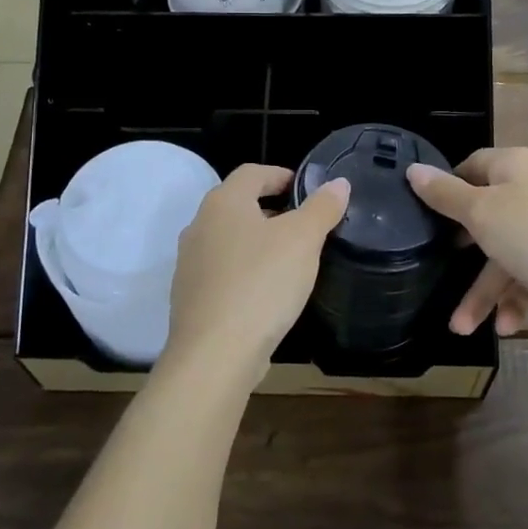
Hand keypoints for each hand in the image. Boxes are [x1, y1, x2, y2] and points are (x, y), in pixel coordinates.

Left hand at [160, 164, 350, 390]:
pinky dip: (245, 271)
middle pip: (238, 205)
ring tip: (289, 259)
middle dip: (271, 210)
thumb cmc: (261, 284)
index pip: (252, 173)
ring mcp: (189, 263)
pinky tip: (266, 293)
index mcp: (223, 203)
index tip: (307, 190)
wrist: (215, 355)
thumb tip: (338, 183)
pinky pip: (222, 271)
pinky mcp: (189, 297)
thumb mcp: (303, 240)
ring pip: (229, 239)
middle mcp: (199, 226)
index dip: (281, 175)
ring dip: (258, 242)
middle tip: (304, 225)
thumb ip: (322, 208)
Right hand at [407, 147, 527, 336]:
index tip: (426, 213)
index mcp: (514, 168)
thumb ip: (444, 194)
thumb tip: (413, 169)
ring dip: (485, 292)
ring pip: (504, 256)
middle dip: (462, 253)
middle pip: (485, 215)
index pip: (472, 165)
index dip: (448, 186)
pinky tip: (505, 325)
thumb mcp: (480, 212)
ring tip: (461, 328)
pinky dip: (515, 300)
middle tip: (438, 266)